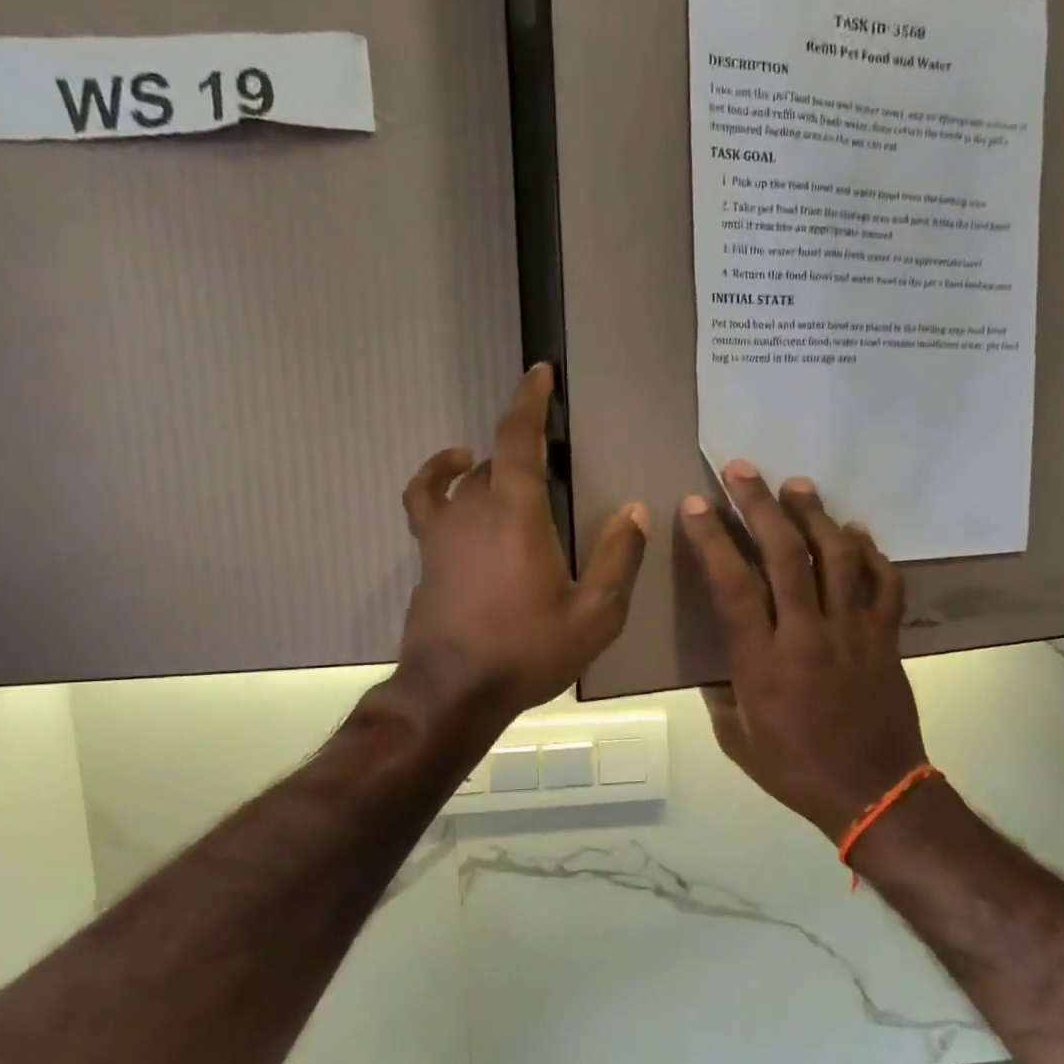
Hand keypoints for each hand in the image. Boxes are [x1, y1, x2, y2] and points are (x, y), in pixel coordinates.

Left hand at [398, 364, 648, 717]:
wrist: (453, 691)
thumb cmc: (526, 652)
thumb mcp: (593, 615)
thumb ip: (617, 560)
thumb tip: (636, 511)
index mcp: (517, 514)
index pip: (519, 438)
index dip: (529, 400)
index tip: (540, 372)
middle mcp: (474, 509)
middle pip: (497, 458)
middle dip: (525, 446)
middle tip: (554, 459)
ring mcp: (443, 531)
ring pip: (465, 478)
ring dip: (490, 465)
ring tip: (513, 469)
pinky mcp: (427, 554)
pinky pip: (427, 501)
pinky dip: (436, 480)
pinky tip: (453, 480)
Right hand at [680, 461, 926, 840]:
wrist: (874, 793)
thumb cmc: (796, 770)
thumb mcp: (738, 740)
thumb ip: (723, 695)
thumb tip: (719, 664)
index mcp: (762, 661)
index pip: (732, 585)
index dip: (712, 539)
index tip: (696, 505)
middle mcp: (806, 634)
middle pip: (783, 555)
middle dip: (759, 505)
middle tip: (743, 469)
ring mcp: (852, 631)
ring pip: (835, 557)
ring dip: (814, 515)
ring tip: (797, 485)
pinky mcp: (885, 637)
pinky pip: (884, 584)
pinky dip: (871, 553)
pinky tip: (855, 532)